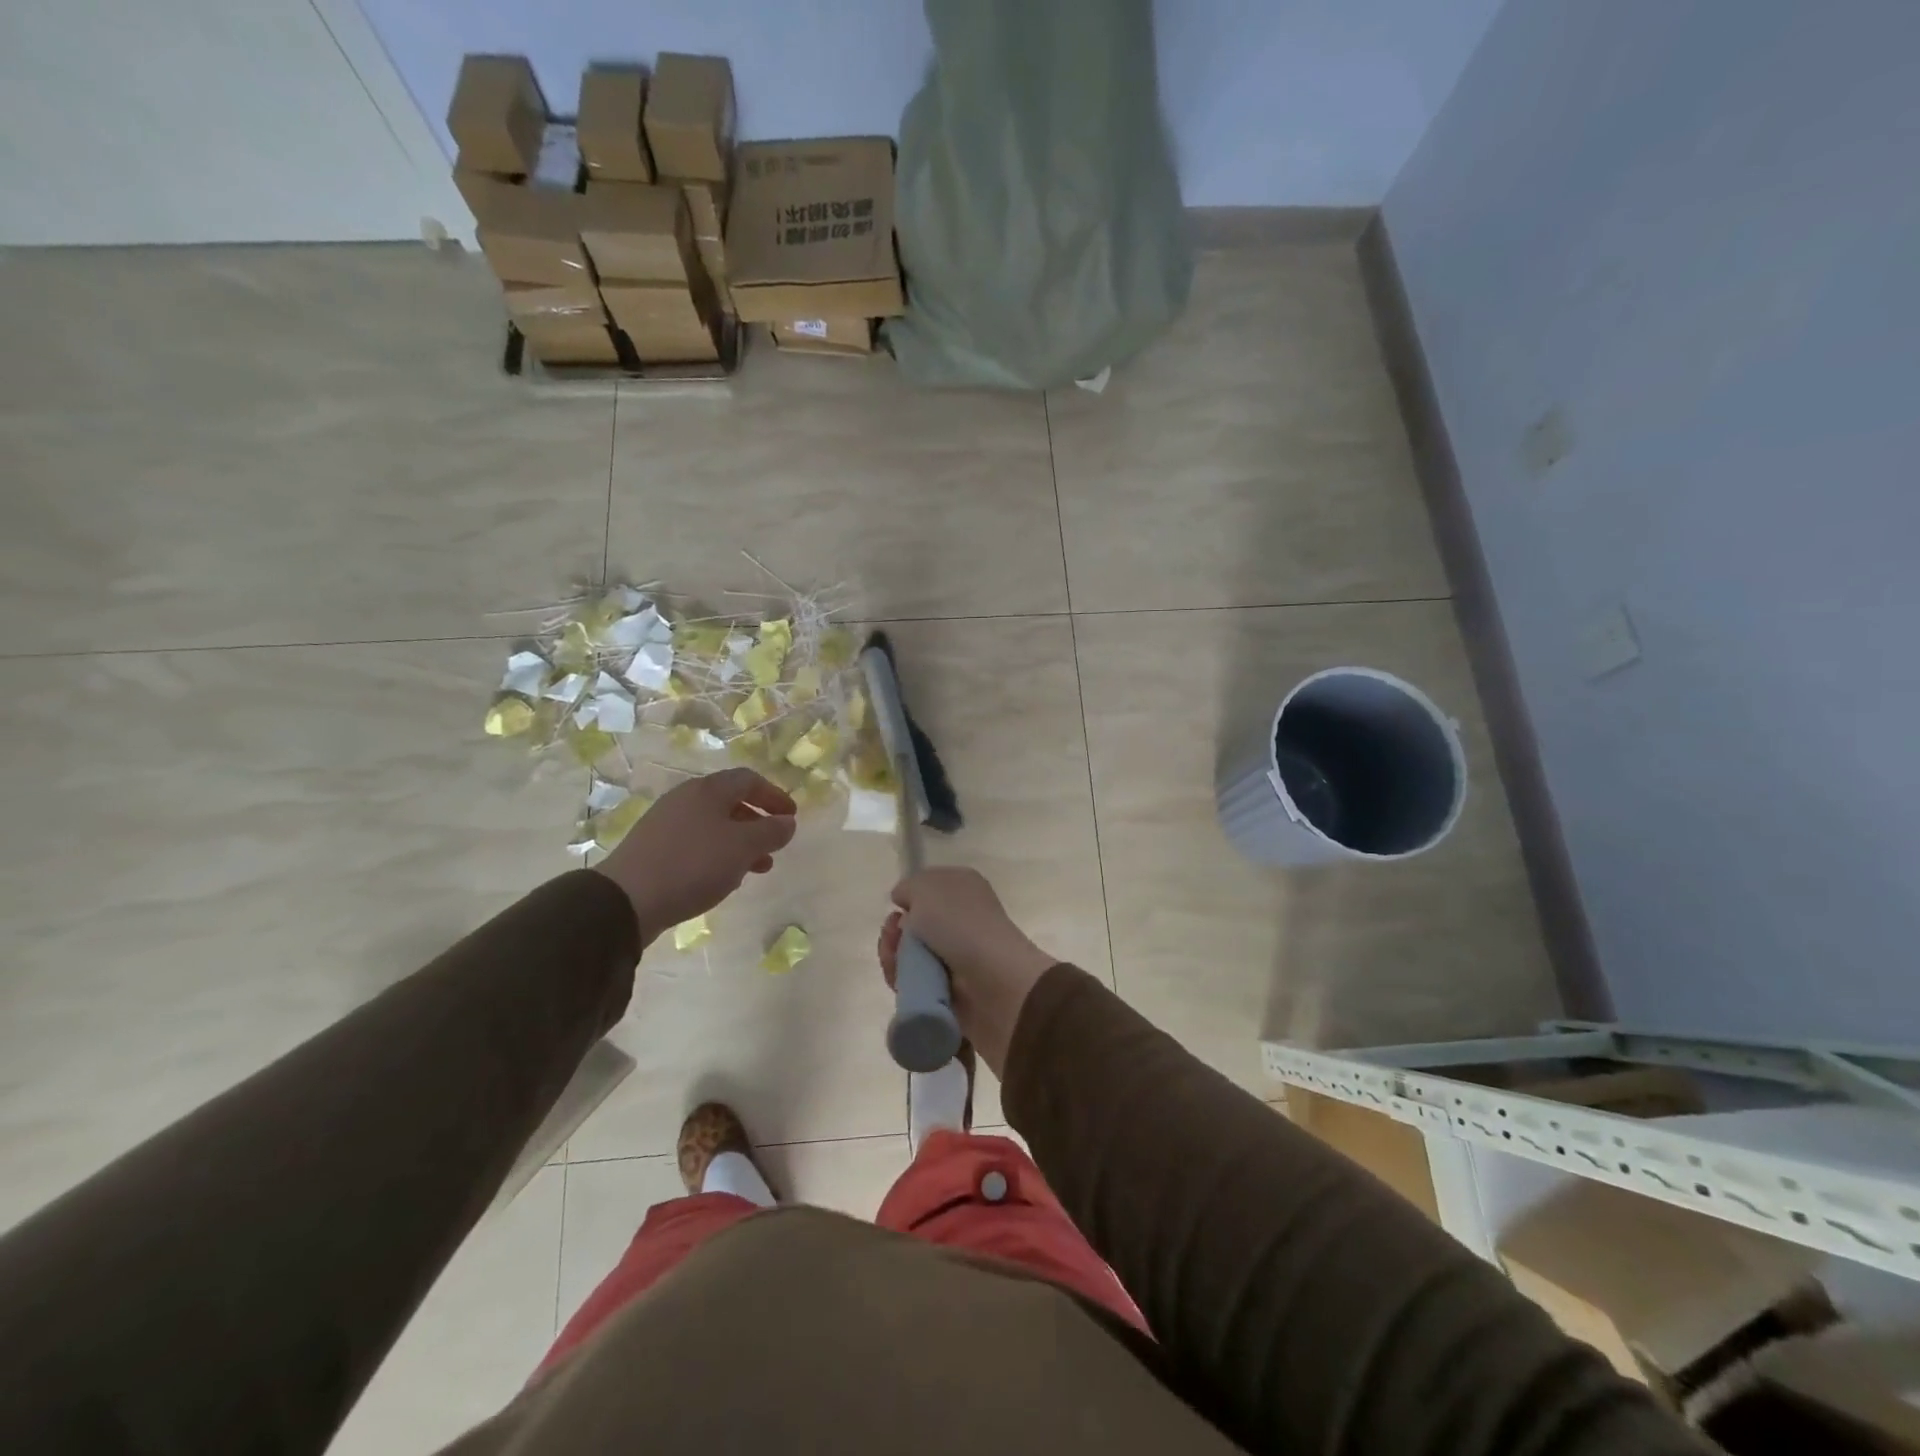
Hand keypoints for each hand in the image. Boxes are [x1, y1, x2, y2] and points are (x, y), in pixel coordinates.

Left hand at [596, 769, 796, 943]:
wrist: (626, 899)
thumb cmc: (693, 865)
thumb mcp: (743, 847)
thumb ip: (771, 832)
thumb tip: (788, 822)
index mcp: (707, 790)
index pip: (749, 780)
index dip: (774, 796)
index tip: (791, 817)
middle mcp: (685, 799)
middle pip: (730, 802)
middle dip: (757, 823)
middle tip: (775, 845)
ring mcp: (665, 823)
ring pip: (713, 826)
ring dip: (739, 843)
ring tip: (755, 869)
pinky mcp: (653, 849)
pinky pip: (695, 844)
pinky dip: (717, 855)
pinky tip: (722, 879)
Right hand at [878, 866, 1057, 1075]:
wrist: (990, 979)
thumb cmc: (959, 922)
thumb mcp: (926, 887)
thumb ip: (909, 887)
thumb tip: (904, 901)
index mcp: (963, 887)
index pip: (928, 889)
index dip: (909, 897)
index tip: (897, 905)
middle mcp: (960, 919)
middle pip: (913, 924)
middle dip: (895, 930)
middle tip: (893, 935)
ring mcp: (953, 955)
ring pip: (908, 953)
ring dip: (894, 954)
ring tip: (895, 959)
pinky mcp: (946, 987)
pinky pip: (913, 980)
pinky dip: (901, 978)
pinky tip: (899, 977)